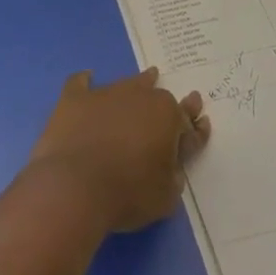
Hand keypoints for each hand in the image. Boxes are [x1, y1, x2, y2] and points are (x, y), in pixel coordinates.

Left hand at [26, 69, 210, 232]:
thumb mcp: (166, 196)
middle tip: (170, 107)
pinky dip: (85, 81)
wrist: (74, 187)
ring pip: (127, 83)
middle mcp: (140, 97)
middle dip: (167, 104)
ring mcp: (105, 94)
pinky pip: (80, 83)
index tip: (201, 124)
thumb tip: (170, 168)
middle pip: (158, 96)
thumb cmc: (127, 193)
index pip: (188, 121)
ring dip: (138, 84)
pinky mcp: (74, 99)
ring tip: (145, 79)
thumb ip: (173, 176)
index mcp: (168, 116)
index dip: (195, 127)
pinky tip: (87, 78)